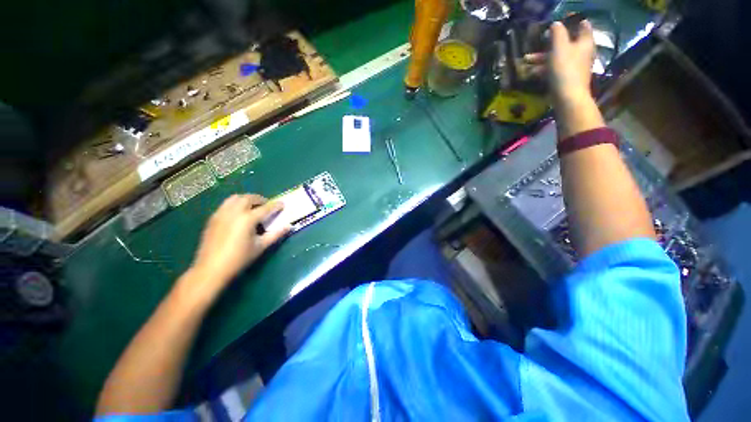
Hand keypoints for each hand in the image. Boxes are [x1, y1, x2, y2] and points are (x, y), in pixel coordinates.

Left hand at [189, 194, 290, 291]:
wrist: (211, 269)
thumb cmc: (239, 259)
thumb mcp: (260, 247)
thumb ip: (276, 234)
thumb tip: (289, 226)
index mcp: (247, 219)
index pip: (265, 208)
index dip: (275, 205)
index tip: (282, 204)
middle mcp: (234, 212)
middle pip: (248, 198)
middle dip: (260, 199)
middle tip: (267, 205)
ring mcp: (221, 214)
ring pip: (235, 198)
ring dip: (246, 199)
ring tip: (252, 206)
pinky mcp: (213, 218)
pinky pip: (226, 204)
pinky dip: (235, 204)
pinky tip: (238, 214)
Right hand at [525, 20, 595, 104]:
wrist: (567, 98)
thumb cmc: (565, 70)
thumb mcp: (559, 48)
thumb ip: (557, 33)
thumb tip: (555, 24)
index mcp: (584, 42)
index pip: (582, 25)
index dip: (571, 21)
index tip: (556, 23)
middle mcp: (582, 52)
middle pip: (565, 43)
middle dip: (548, 43)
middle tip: (535, 44)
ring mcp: (574, 66)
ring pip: (557, 57)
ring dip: (541, 58)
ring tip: (525, 61)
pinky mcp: (566, 78)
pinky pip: (554, 69)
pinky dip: (543, 69)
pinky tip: (531, 73)